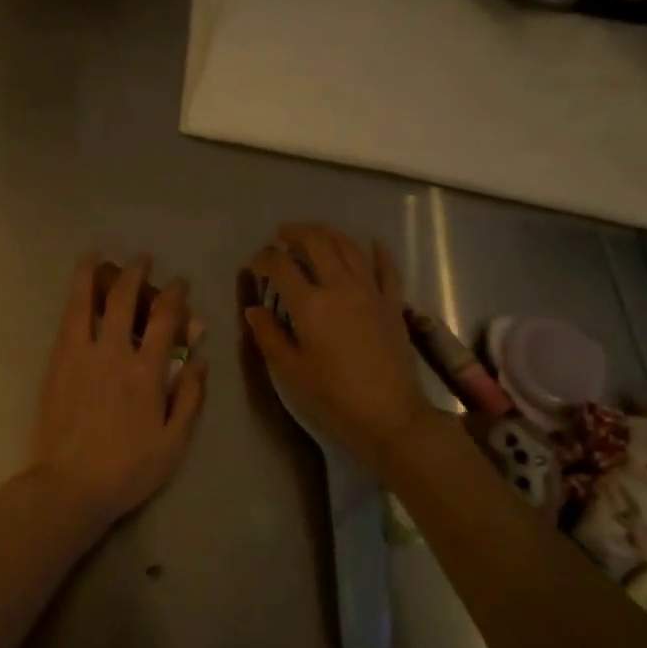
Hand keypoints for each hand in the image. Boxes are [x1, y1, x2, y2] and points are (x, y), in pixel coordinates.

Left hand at [27, 252, 207, 527]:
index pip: (165, 319)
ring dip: (93, 274)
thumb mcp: (174, 443)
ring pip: (86, 302)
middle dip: (136, 273)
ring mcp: (80, 356)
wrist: (69, 487)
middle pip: (125, 300)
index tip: (180, 284)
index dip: (175, 295)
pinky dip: (73, 298)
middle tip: (142, 260)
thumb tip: (202, 360)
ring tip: (95, 253)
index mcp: (147, 373)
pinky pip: (66, 321)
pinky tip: (76, 288)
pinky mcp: (56, 364)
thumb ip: (190, 398)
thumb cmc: (127, 470)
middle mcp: (114, 354)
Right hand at [245, 223, 445, 465]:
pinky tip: (371, 244)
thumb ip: (269, 335)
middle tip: (282, 235)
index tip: (255, 264)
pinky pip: (387, 267)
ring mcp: (371, 291)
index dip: (264, 258)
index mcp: (310, 305)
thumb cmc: (334, 397)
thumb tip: (253, 309)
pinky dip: (378, 251)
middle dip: (296, 233)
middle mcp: (340, 287)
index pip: (281, 266)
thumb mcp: (291, 371)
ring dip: (329, 233)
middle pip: (317, 243)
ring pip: (349, 247)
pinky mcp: (393, 302)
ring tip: (315, 232)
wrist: (391, 415)